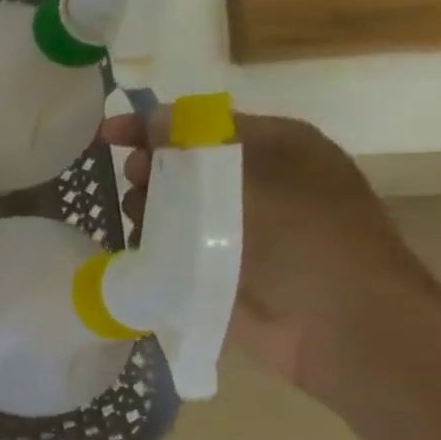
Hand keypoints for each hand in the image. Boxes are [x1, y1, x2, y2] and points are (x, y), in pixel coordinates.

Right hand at [101, 111, 440, 398]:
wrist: (333, 321)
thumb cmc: (303, 235)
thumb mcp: (250, 174)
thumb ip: (197, 142)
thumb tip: (154, 118)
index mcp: (275, 148)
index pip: (202, 124)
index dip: (152, 126)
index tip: (107, 135)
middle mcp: (253, 182)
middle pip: (179, 164)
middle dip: (150, 170)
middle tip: (140, 183)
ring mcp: (232, 227)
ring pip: (167, 205)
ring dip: (148, 209)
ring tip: (147, 224)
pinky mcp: (211, 265)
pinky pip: (167, 244)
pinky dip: (151, 242)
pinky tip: (146, 249)